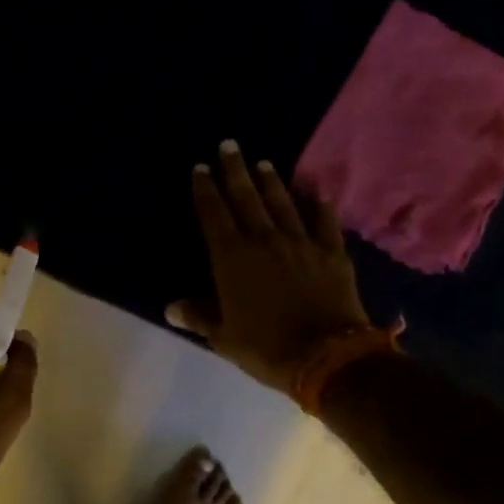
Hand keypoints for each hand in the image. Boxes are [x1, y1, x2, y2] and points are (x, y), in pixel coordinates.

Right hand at [167, 141, 371, 392]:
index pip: (214, 215)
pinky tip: (318, 193)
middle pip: (247, 199)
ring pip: (283, 204)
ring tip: (264, 163)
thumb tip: (171, 308)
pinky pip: (325, 223)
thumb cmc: (265, 348)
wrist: (326, 358)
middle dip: (235, 171)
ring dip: (271, 182)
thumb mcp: (223, 338)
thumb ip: (198, 316)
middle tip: (229, 145)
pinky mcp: (332, 254)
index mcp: (232, 259)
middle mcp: (264, 241)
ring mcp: (301, 244)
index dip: (205, 191)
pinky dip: (321, 207)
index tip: (200, 168)